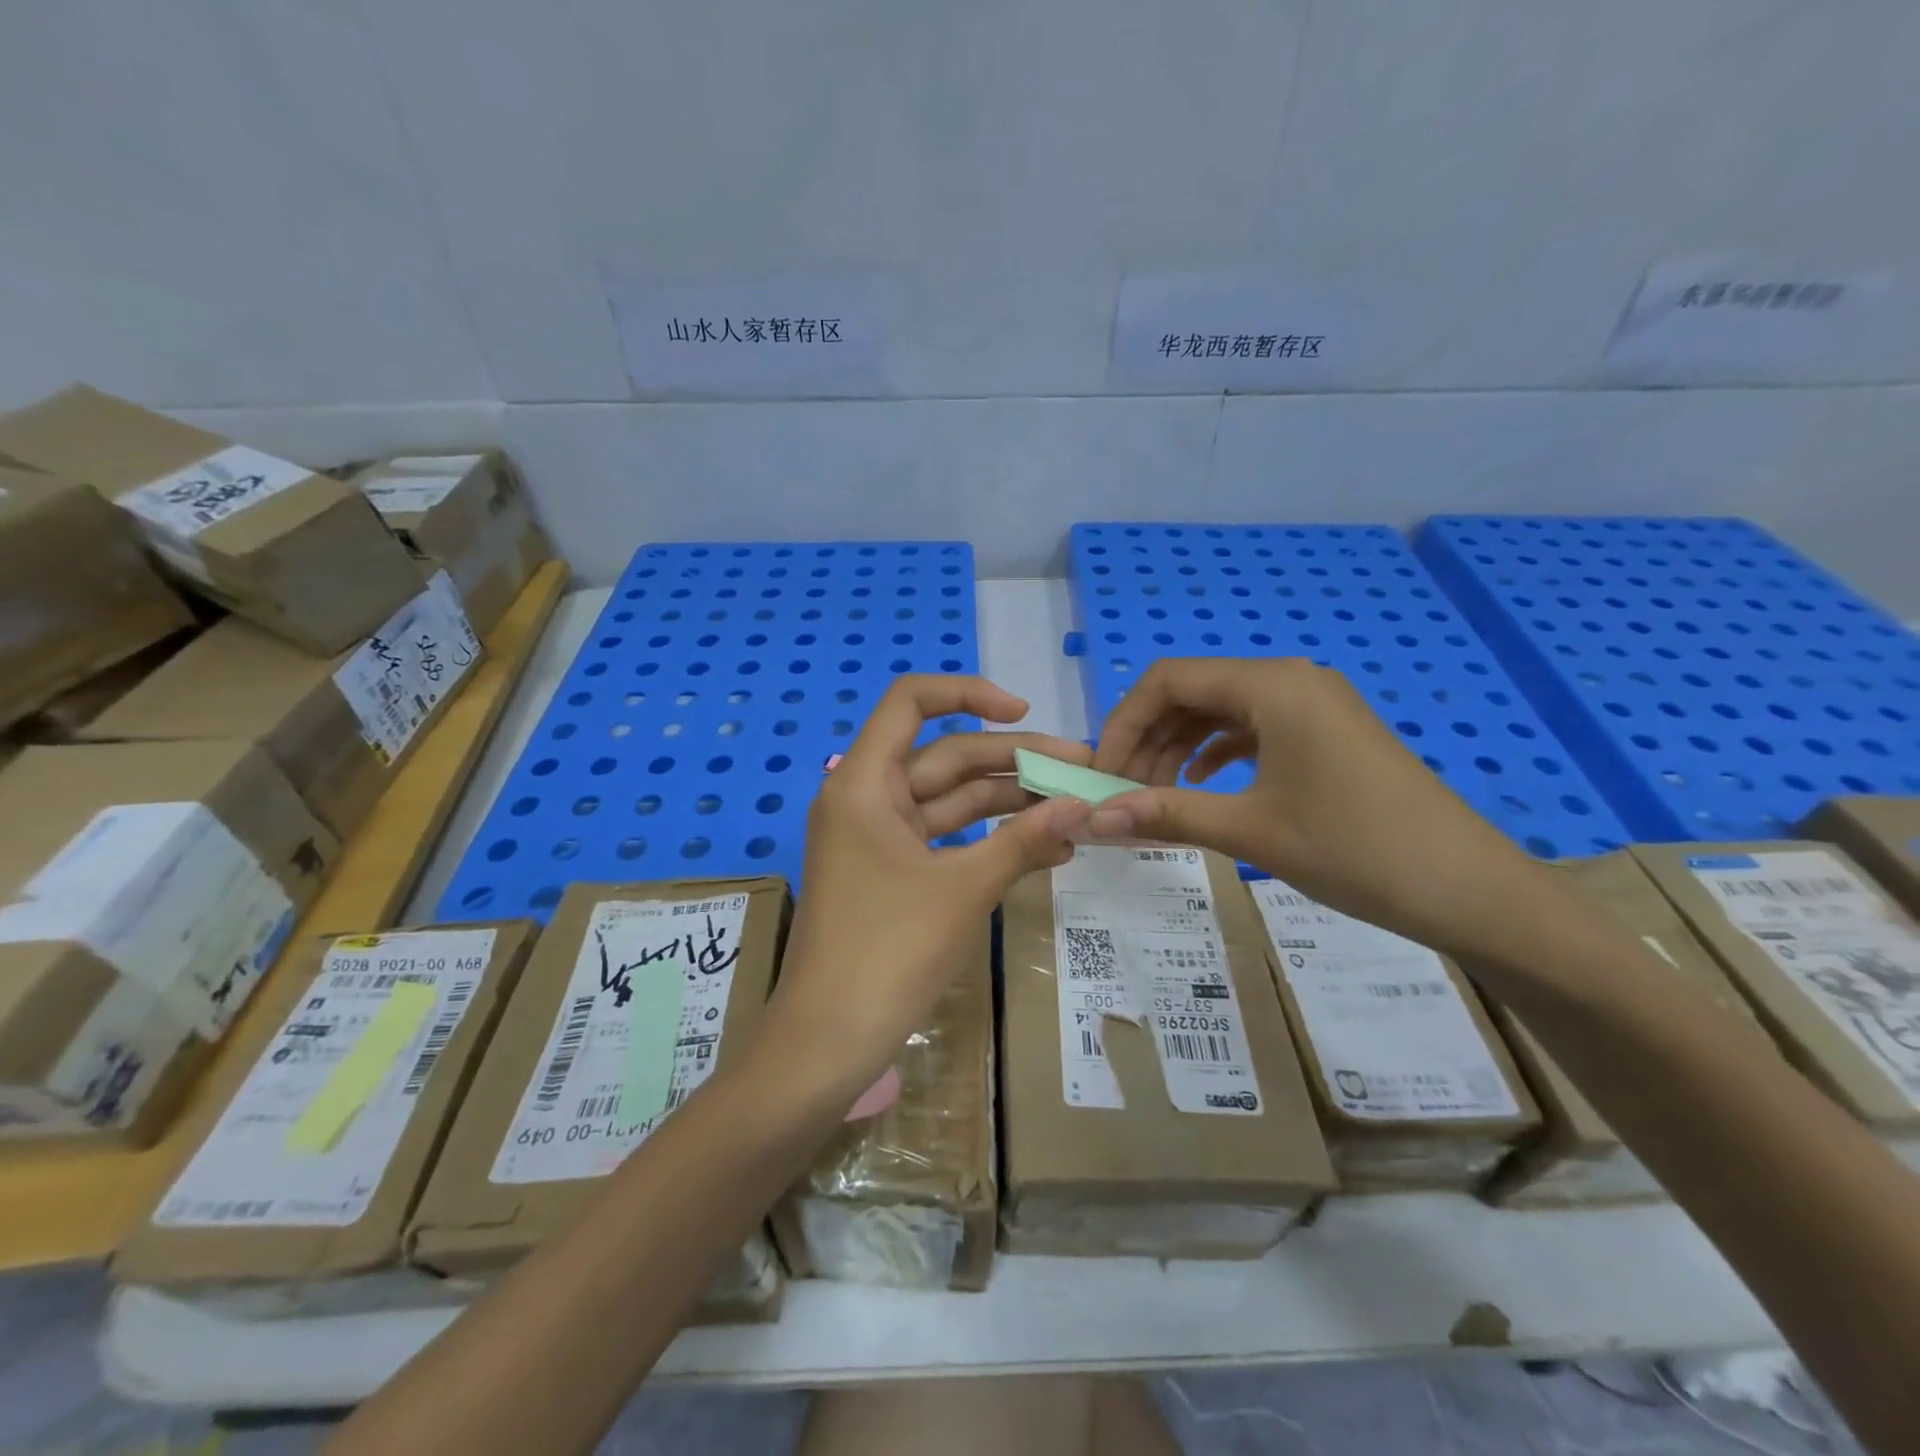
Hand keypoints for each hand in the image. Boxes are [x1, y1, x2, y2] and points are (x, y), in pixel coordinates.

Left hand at [769, 675, 1091, 1096]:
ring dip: (1009, 804)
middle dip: (1013, 761)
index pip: (911, 702)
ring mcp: (879, 837)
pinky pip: (946, 838)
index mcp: (865, 782)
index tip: (1023, 711)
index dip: (968, 694)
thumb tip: (1084, 805)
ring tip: (1075, 811)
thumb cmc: (888, 951)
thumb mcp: (963, 889)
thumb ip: (1024, 840)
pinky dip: (989, 840)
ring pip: (951, 800)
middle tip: (1083, 771)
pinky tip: (1044, 847)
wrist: (828, 1042)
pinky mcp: (892, 872)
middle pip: (946, 756)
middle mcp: (867, 798)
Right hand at [1086, 658, 1546, 962]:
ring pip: (1220, 710)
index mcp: (1271, 686)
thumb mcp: (1252, 831)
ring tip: (1155, 795)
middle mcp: (1289, 680)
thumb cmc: (1355, 850)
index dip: (1123, 722)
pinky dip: (1215, 752)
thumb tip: (1095, 818)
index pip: (1168, 681)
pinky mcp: (1325, 733)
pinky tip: (1200, 784)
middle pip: (1192, 691)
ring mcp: (1312, 705)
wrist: (1469, 889)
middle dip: (1148, 737)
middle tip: (1123, 791)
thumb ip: (1167, 815)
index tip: (1102, 772)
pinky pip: (1253, 728)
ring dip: (1178, 747)